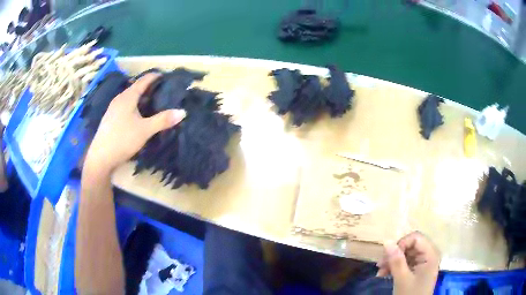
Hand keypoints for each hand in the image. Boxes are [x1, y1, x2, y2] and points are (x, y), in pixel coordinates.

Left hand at [84, 73, 185, 173]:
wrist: (101, 158)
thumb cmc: (123, 140)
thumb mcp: (145, 130)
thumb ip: (163, 120)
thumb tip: (182, 112)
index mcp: (127, 97)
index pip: (143, 81)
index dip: (154, 76)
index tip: (164, 75)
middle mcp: (119, 99)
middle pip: (135, 88)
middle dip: (147, 87)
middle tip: (160, 90)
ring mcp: (112, 109)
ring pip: (128, 97)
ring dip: (139, 97)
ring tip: (150, 101)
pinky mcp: (109, 119)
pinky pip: (123, 106)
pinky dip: (132, 105)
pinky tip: (135, 115)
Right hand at [377, 231, 439, 294]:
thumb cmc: (411, 294)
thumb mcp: (402, 279)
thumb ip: (396, 261)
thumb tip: (386, 242)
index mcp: (430, 254)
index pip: (415, 238)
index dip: (401, 244)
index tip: (388, 256)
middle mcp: (429, 254)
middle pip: (410, 245)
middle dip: (394, 254)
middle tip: (380, 265)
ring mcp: (423, 262)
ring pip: (406, 254)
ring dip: (392, 261)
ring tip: (380, 272)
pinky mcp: (417, 269)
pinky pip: (405, 262)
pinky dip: (395, 267)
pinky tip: (384, 274)